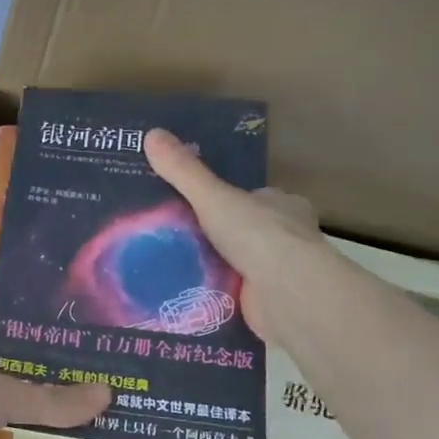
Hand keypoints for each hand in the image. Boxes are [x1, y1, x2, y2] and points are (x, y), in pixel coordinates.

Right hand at [144, 128, 320, 343]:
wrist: (287, 294)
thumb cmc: (258, 235)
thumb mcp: (212, 196)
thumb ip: (183, 171)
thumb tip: (151, 133)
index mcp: (283, 206)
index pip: (252, 198)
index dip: (224, 200)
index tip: (194, 205)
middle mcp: (287, 238)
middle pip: (243, 232)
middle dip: (214, 236)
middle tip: (171, 237)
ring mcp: (279, 274)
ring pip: (238, 265)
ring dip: (211, 267)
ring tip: (167, 265)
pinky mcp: (269, 304)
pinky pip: (233, 295)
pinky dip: (212, 295)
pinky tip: (182, 294)